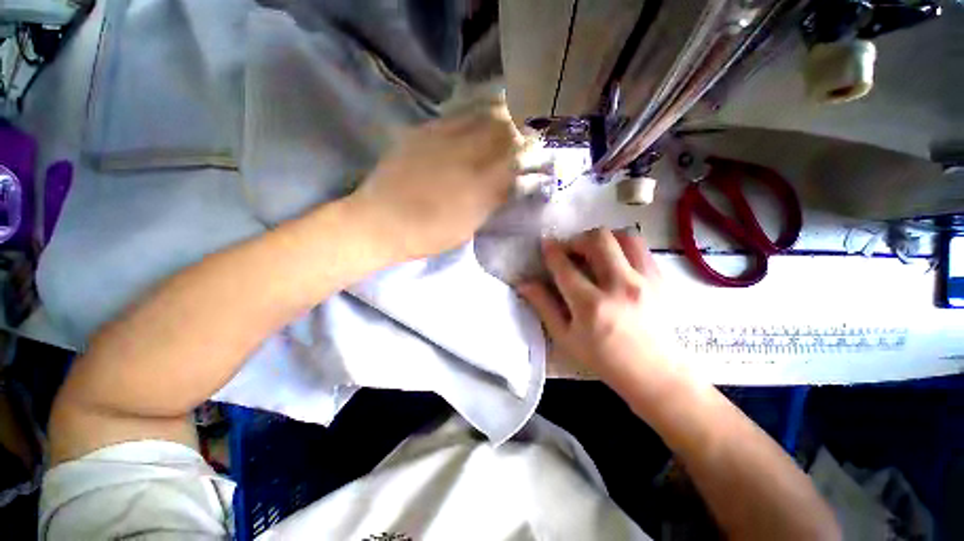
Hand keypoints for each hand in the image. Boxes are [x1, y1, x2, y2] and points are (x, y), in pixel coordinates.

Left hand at [349, 105, 521, 259]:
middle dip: (519, 130)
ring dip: (500, 118)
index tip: (537, 153)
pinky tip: (474, 126)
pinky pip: (457, 116)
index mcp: (480, 183)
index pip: (517, 156)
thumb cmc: (428, 234)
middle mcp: (466, 153)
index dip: (532, 151)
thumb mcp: (468, 226)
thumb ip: (493, 200)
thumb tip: (514, 183)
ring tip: (503, 126)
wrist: (379, 221)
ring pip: (482, 115)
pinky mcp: (423, 132)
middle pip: (504, 128)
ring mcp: (443, 138)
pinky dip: (474, 117)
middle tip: (522, 139)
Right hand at [518, 228, 688, 401]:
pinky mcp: (660, 279)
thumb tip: (524, 283)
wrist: (653, 372)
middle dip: (577, 239)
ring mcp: (644, 280)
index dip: (551, 250)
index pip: (564, 266)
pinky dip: (623, 246)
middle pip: (597, 240)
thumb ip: (543, 306)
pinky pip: (641, 247)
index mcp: (590, 305)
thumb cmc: (603, 359)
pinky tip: (615, 260)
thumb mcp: (565, 337)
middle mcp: (619, 286)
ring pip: (623, 236)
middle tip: (571, 251)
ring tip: (594, 252)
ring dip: (603, 239)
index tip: (546, 244)